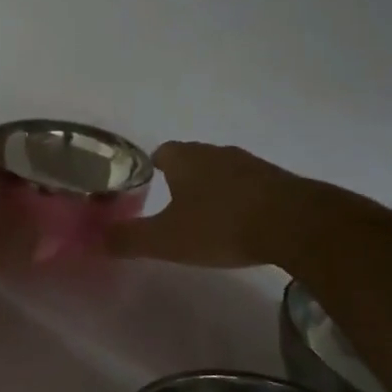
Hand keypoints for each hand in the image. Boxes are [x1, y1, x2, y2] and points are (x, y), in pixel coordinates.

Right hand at [106, 142, 295, 267]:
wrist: (295, 223)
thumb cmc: (221, 225)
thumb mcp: (167, 240)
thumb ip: (130, 239)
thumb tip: (96, 238)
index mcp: (185, 158)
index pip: (161, 152)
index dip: (152, 168)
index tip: (148, 188)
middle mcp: (216, 152)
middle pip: (192, 159)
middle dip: (182, 178)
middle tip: (173, 205)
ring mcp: (250, 163)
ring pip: (222, 170)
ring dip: (213, 188)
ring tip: (207, 216)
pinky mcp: (278, 180)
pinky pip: (250, 185)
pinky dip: (241, 198)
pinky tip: (242, 222)